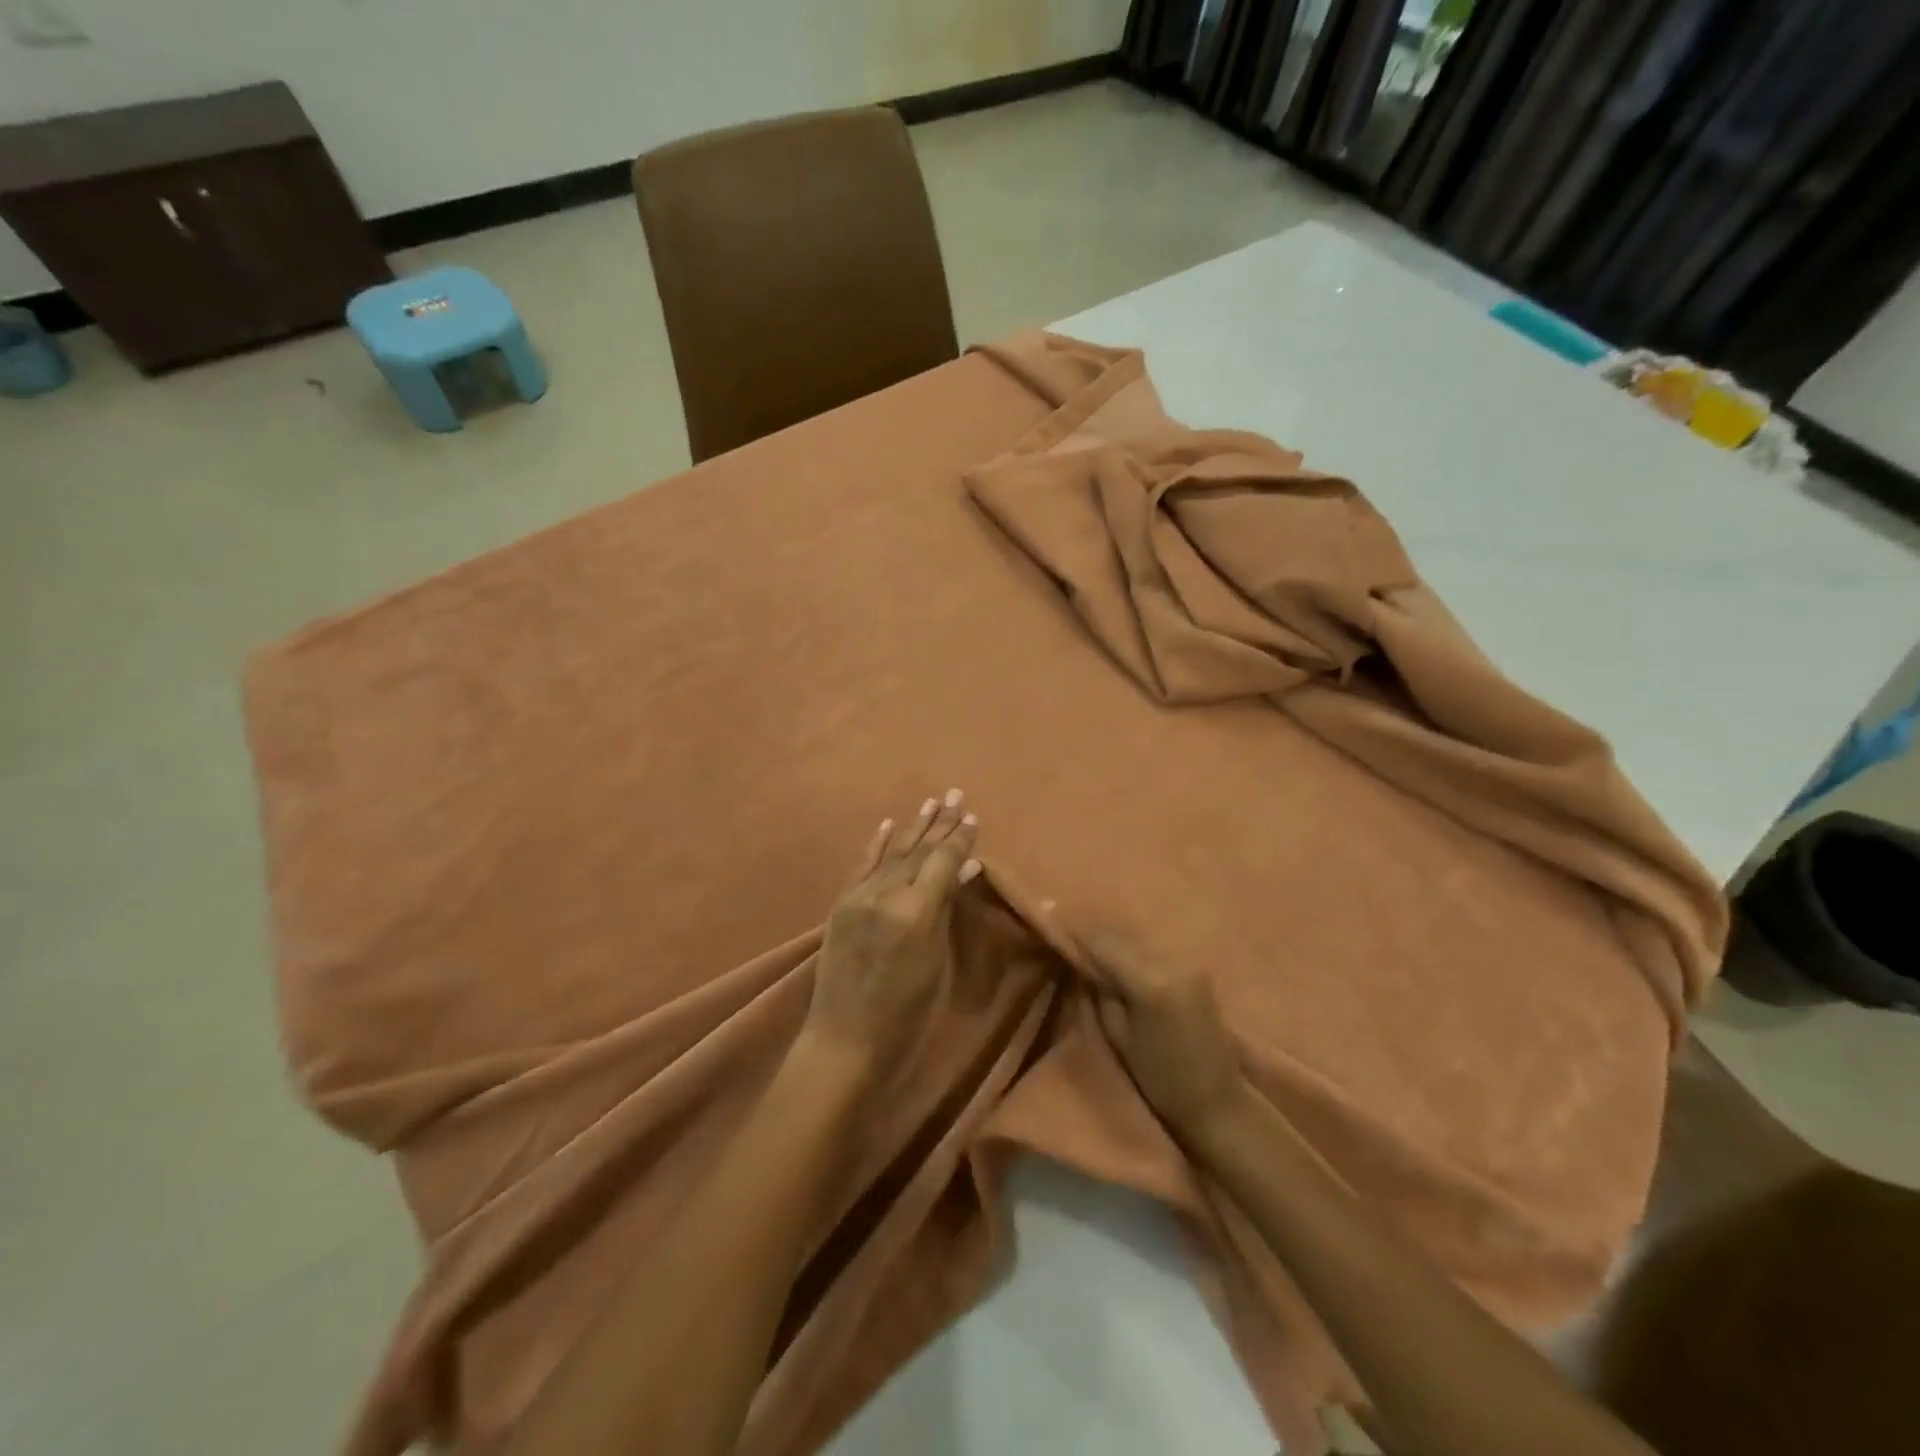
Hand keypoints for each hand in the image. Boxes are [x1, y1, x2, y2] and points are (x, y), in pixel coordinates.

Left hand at [801, 791, 981, 1083]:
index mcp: (916, 911)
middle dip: (940, 823)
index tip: (973, 817)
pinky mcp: (841, 904)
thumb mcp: (937, 962)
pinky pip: (862, 866)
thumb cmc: (906, 1013)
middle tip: (956, 795)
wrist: (844, 1040)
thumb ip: (947, 910)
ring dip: (913, 828)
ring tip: (931, 803)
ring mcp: (858, 896)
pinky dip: (876, 844)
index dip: (960, 839)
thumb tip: (965, 871)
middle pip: (918, 850)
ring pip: (892, 853)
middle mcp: (885, 894)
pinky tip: (888, 824)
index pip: (943, 861)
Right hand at [1086, 933, 1246, 1139]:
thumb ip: (1101, 993)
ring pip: (1139, 941)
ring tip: (1098, 956)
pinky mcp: (1197, 970)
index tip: (1059, 937)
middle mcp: (1172, 963)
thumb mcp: (1118, 1036)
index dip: (1078, 938)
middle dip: (1096, 940)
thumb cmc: (1160, 1079)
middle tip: (1075, 947)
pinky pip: (1156, 951)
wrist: (1216, 1100)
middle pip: (1122, 936)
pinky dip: (1136, 953)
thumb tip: (1085, 964)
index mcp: (1150, 982)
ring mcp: (1188, 964)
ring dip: (1117, 944)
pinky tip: (1125, 964)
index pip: (1104, 943)